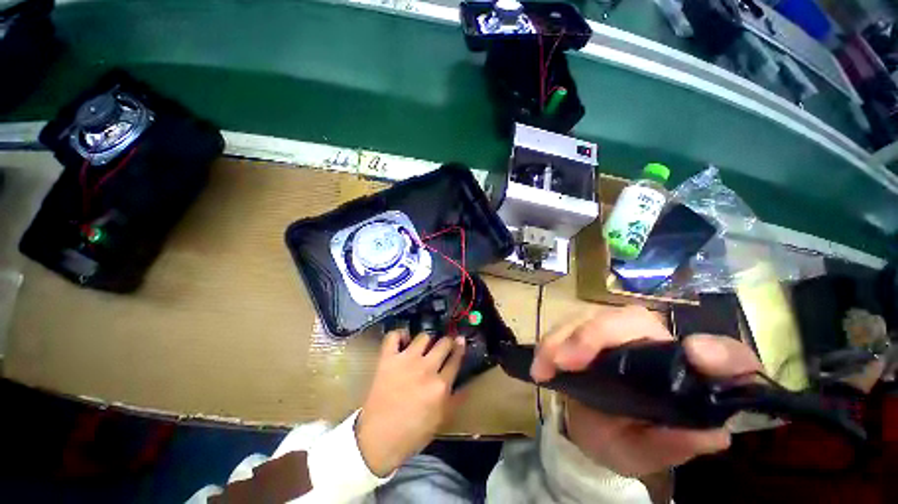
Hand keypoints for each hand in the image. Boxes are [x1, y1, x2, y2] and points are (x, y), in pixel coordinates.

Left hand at [356, 331, 466, 476]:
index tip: (460, 340)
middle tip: (443, 345)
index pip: (455, 358)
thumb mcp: (440, 420)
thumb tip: (463, 380)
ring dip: (426, 340)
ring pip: (423, 336)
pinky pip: (394, 336)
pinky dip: (399, 335)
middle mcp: (426, 369)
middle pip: (443, 343)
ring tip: (423, 347)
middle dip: (447, 342)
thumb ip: (454, 397)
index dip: (460, 348)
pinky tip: (403, 341)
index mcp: (440, 386)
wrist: (377, 440)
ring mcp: (406, 361)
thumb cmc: (412, 434)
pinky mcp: (387, 359)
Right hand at [531, 305, 761, 476]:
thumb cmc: (626, 441)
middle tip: (565, 361)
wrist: (591, 428)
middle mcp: (653, 344)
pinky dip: (552, 340)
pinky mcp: (586, 331)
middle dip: (595, 336)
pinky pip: (567, 325)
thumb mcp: (647, 453)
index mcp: (683, 375)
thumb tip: (713, 433)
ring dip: (564, 337)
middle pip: (631, 320)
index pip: (723, 354)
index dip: (720, 352)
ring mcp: (615, 334)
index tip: (697, 355)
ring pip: (592, 317)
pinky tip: (541, 362)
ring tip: (545, 365)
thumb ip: (673, 445)